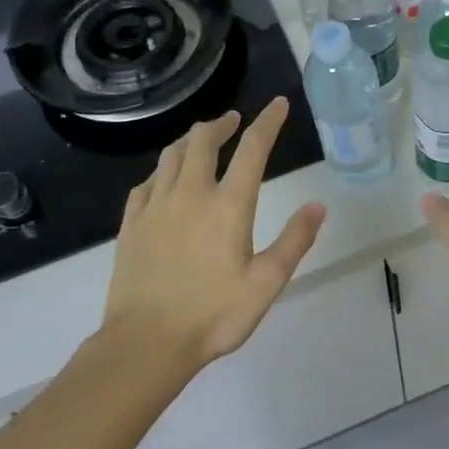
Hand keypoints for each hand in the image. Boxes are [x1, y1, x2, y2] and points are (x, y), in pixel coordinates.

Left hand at [102, 98, 326, 367]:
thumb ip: (294, 241)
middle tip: (232, 121)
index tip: (277, 104)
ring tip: (200, 141)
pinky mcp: (131, 224)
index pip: (251, 149)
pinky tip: (165, 179)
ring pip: (170, 156)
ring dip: (189, 141)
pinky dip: (161, 171)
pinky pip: (146, 183)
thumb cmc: (213, 316)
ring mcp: (155, 207)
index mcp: (227, 206)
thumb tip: (317, 205)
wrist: (145, 344)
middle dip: (220, 124)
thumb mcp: (267, 283)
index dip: (267, 122)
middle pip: (201, 141)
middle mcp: (189, 195)